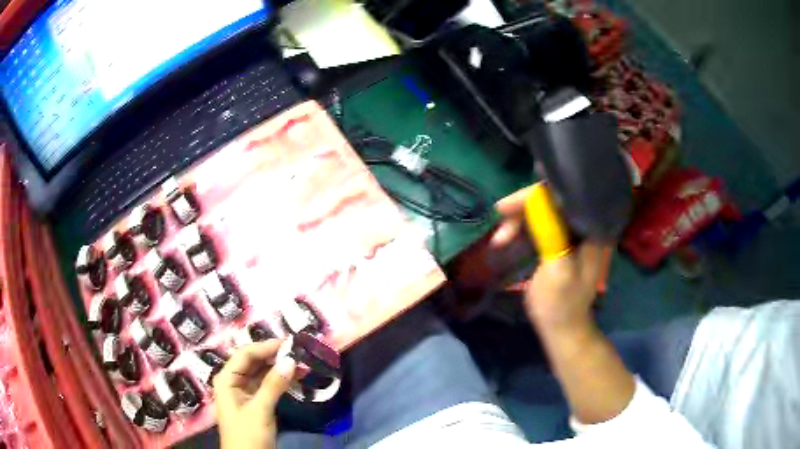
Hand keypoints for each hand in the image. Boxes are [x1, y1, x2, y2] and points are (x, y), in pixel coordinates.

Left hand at [215, 340, 296, 448]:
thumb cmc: (248, 434)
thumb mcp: (260, 410)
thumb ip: (273, 385)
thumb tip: (291, 360)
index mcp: (227, 378)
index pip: (246, 354)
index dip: (267, 346)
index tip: (290, 342)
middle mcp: (233, 381)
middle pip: (253, 362)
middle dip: (275, 356)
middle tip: (299, 352)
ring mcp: (244, 392)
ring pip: (262, 373)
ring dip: (280, 368)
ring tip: (302, 364)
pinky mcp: (255, 402)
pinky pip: (267, 385)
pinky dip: (280, 381)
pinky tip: (295, 378)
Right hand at [491, 187, 608, 328]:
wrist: (562, 328)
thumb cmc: (561, 304)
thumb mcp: (557, 271)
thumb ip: (551, 234)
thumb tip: (536, 199)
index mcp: (591, 230)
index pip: (562, 196)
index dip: (531, 197)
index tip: (502, 208)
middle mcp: (584, 226)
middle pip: (551, 202)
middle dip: (521, 211)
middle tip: (499, 228)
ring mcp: (572, 234)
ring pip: (543, 213)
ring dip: (518, 222)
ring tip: (499, 240)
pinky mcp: (561, 242)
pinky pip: (540, 225)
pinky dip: (522, 230)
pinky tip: (507, 239)